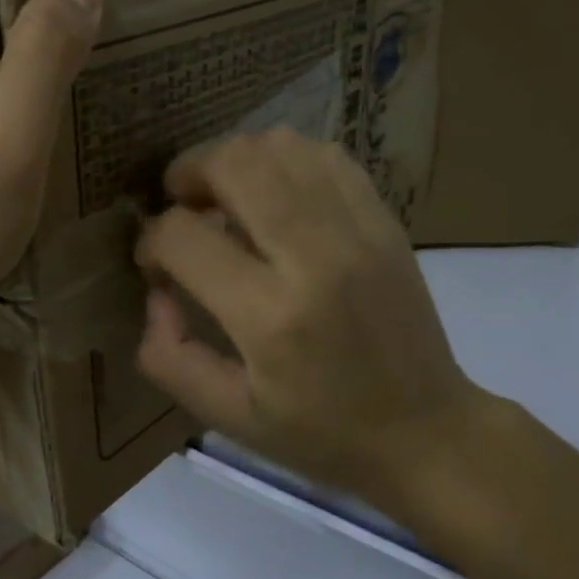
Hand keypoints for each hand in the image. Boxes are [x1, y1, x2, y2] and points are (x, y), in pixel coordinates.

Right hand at [135, 130, 487, 514]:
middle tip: (183, 206)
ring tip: (227, 198)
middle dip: (188, 174)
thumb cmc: (321, 433)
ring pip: (279, 146)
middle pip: (233, 164)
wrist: (426, 431)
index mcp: (270, 317)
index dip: (151, 240)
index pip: (183, 236)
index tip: (154, 263)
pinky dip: (285, 161)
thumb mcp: (229, 417)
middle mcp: (315, 257)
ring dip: (236, 161)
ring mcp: (358, 229)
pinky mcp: (385, 220)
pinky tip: (276, 196)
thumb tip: (156, 292)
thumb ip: (170, 357)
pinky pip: (324, 155)